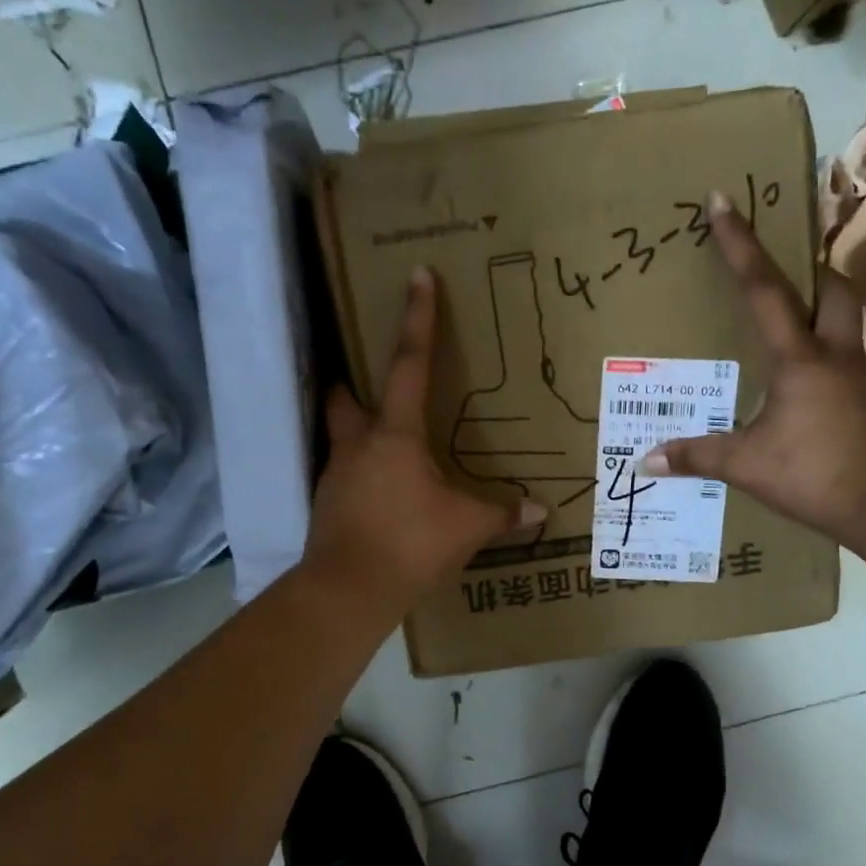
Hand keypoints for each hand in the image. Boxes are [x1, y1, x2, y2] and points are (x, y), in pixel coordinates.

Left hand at [305, 266, 543, 612]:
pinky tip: (380, 498)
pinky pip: (343, 479)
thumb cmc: (410, 543)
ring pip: (341, 439)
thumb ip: (502, 514)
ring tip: (387, 451)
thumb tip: (540, 511)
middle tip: (369, 383)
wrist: (347, 591)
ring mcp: (335, 477)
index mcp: (396, 436)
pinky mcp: (326, 508)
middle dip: (353, 382)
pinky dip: (360, 478)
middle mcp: (358, 446)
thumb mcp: (466, 527)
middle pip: (344, 398)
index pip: (409, 365)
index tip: (417, 274)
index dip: (417, 319)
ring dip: (358, 435)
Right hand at [639, 192, 865, 545]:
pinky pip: (845, 356)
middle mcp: (834, 354)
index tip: (722, 200)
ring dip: (822, 305)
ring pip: (846, 319)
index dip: (739, 244)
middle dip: (809, 267)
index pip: (764, 289)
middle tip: (782, 268)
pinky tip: (802, 377)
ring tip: (789, 318)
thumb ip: (697, 456)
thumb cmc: (815, 474)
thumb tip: (646, 459)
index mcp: (799, 358)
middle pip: (833, 288)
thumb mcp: (747, 466)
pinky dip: (824, 349)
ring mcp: (858, 375)